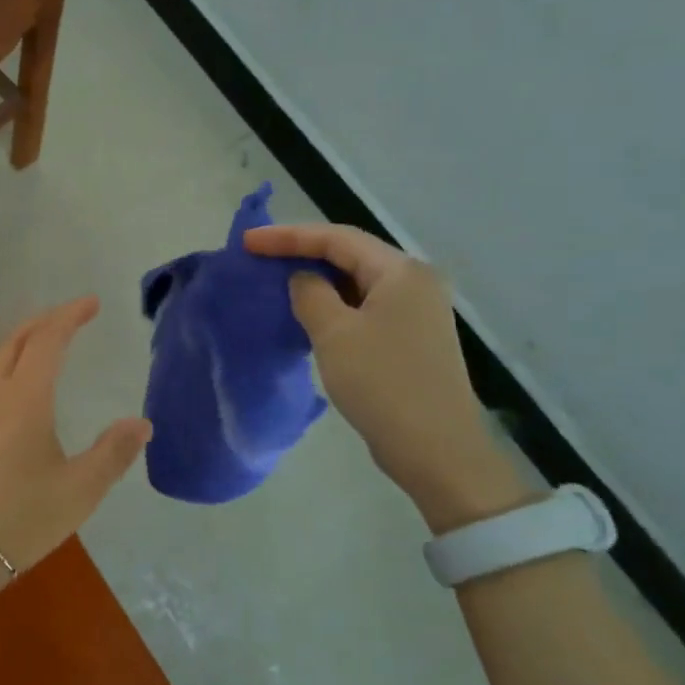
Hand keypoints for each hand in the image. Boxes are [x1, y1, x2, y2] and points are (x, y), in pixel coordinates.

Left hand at [0, 295, 150, 569]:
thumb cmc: (21, 517)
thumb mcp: (80, 489)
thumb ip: (113, 452)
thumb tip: (142, 422)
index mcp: (24, 398)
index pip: (48, 340)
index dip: (70, 316)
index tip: (92, 303)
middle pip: (16, 341)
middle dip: (45, 321)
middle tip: (72, 316)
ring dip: (24, 342)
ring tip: (48, 345)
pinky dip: (11, 366)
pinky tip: (20, 391)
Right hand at [246, 224, 534, 532]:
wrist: (436, 449)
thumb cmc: (382, 383)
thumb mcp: (334, 333)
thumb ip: (310, 294)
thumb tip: (303, 279)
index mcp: (401, 272)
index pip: (337, 238)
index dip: (289, 236)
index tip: (248, 242)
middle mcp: (415, 283)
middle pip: (351, 255)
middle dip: (303, 253)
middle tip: (260, 258)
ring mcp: (417, 312)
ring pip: (357, 282)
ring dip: (318, 280)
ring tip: (277, 283)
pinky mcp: (411, 339)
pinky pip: (365, 307)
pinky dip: (334, 305)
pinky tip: (309, 316)